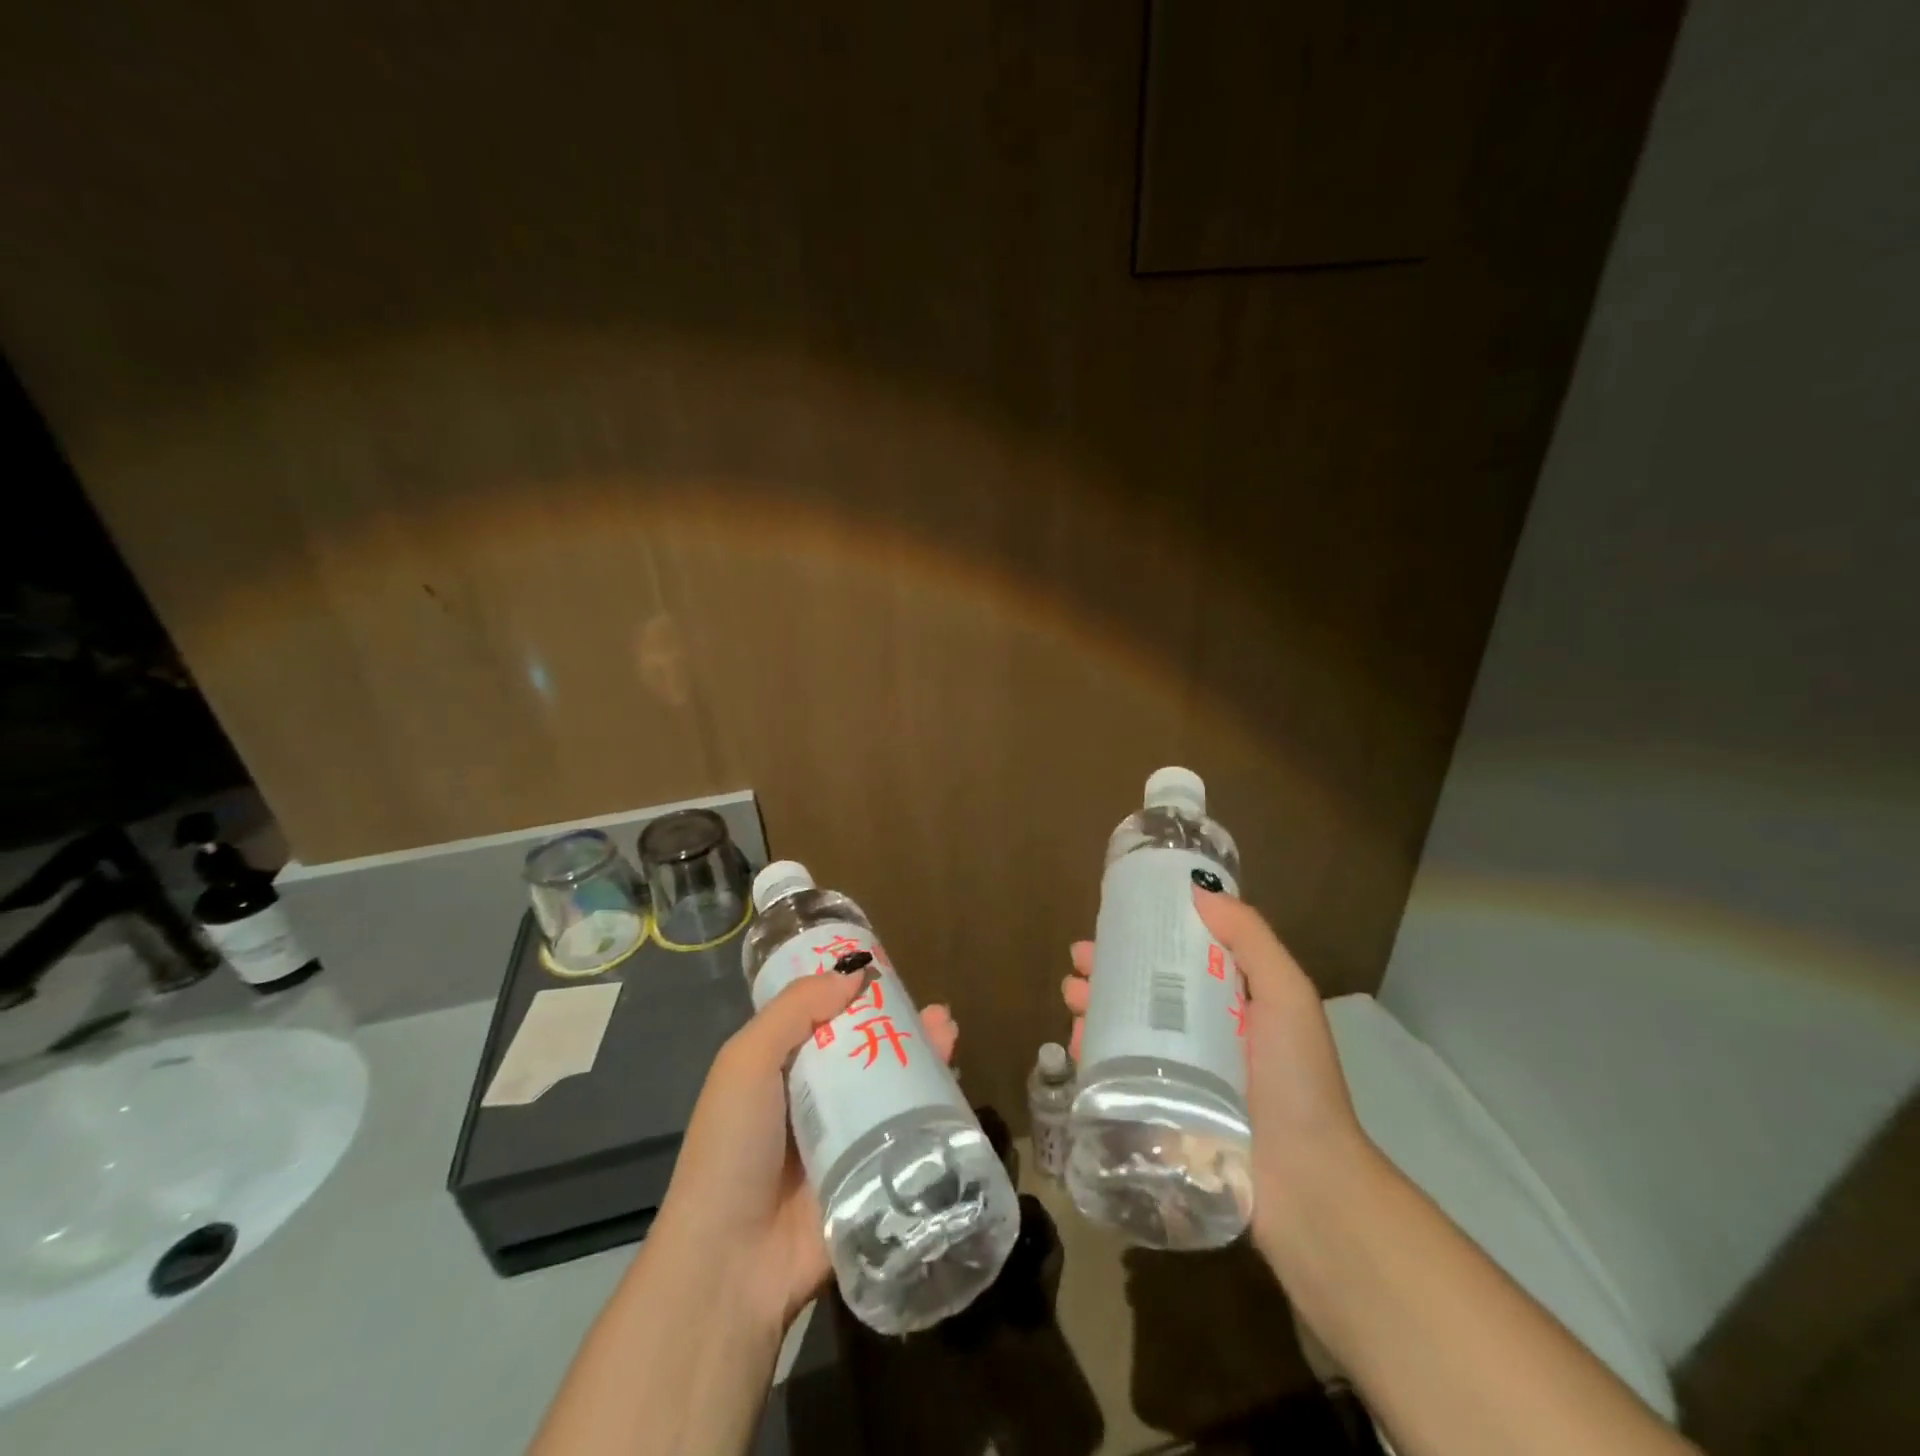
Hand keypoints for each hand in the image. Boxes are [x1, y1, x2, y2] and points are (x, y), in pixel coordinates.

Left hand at [651, 973, 958, 1332]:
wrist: (732, 1265)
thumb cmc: (732, 1148)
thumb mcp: (746, 1063)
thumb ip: (795, 1011)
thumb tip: (854, 972)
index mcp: (780, 1071)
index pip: (824, 1020)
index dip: (854, 995)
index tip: (888, 973)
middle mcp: (814, 1102)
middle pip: (866, 1051)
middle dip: (901, 1027)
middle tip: (935, 1013)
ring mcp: (845, 1142)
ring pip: (891, 1090)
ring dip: (922, 1062)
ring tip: (948, 1035)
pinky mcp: (871, 1180)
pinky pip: (906, 1138)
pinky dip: (931, 1112)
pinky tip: (955, 1090)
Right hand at [1060, 887, 1364, 1254]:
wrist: (1306, 1186)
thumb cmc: (1298, 1080)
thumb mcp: (1287, 995)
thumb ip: (1251, 939)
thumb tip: (1199, 890)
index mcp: (1232, 1002)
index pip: (1180, 957)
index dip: (1144, 938)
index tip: (1112, 924)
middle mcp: (1202, 1033)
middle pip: (1145, 992)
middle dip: (1108, 973)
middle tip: (1079, 965)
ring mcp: (1179, 1075)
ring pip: (1125, 1030)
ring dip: (1094, 1009)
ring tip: (1072, 998)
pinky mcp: (1159, 1111)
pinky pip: (1118, 1073)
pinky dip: (1093, 1053)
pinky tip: (1076, 1044)